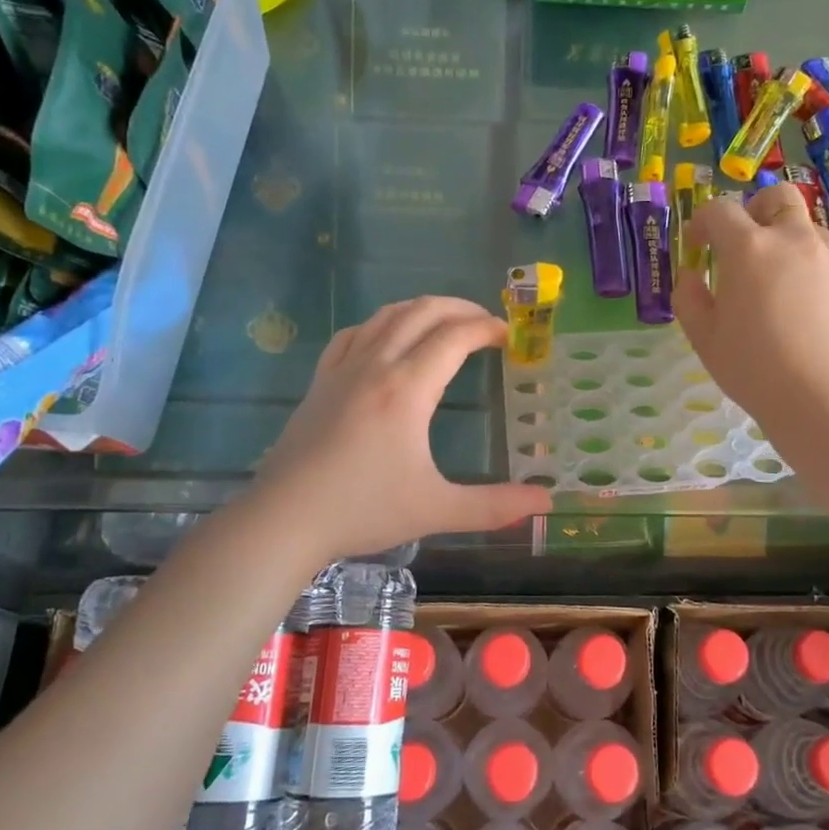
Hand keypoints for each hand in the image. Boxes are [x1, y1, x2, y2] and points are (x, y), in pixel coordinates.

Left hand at [255, 296, 553, 561]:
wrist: (283, 520)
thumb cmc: (362, 510)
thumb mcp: (435, 510)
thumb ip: (494, 505)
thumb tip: (545, 501)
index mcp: (407, 389)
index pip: (455, 337)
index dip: (487, 328)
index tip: (510, 336)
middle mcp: (376, 366)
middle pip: (422, 312)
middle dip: (460, 309)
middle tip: (486, 324)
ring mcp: (343, 369)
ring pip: (386, 316)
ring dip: (422, 309)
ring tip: (446, 323)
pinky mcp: (320, 381)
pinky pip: (353, 334)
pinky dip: (381, 324)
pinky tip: (387, 338)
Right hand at [675, 184, 828, 434]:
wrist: (826, 403)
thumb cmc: (754, 369)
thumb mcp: (704, 338)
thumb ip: (688, 297)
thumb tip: (692, 276)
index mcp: (749, 249)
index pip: (721, 210)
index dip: (703, 222)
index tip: (698, 245)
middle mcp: (796, 241)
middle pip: (779, 197)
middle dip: (758, 210)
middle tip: (747, 245)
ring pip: (811, 233)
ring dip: (790, 246)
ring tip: (782, 289)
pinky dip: (818, 281)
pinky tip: (814, 321)